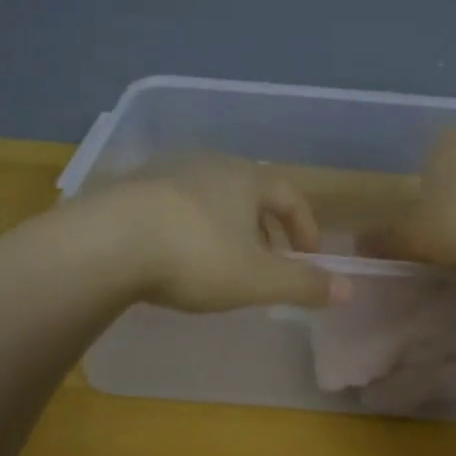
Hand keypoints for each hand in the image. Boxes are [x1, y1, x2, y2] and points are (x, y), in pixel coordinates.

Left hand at [105, 155, 349, 312]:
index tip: (309, 257)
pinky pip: (172, 206)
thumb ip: (304, 284)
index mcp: (246, 179)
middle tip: (267, 262)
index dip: (305, 226)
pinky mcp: (129, 189)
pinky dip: (186, 228)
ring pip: (210, 198)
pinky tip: (173, 256)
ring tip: (221, 262)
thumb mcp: (258, 279)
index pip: (289, 195)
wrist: (106, 242)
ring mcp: (166, 173)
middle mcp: (209, 166)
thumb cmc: (195, 256)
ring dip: (225, 227)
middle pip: (249, 192)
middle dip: (265, 228)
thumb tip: (349, 289)